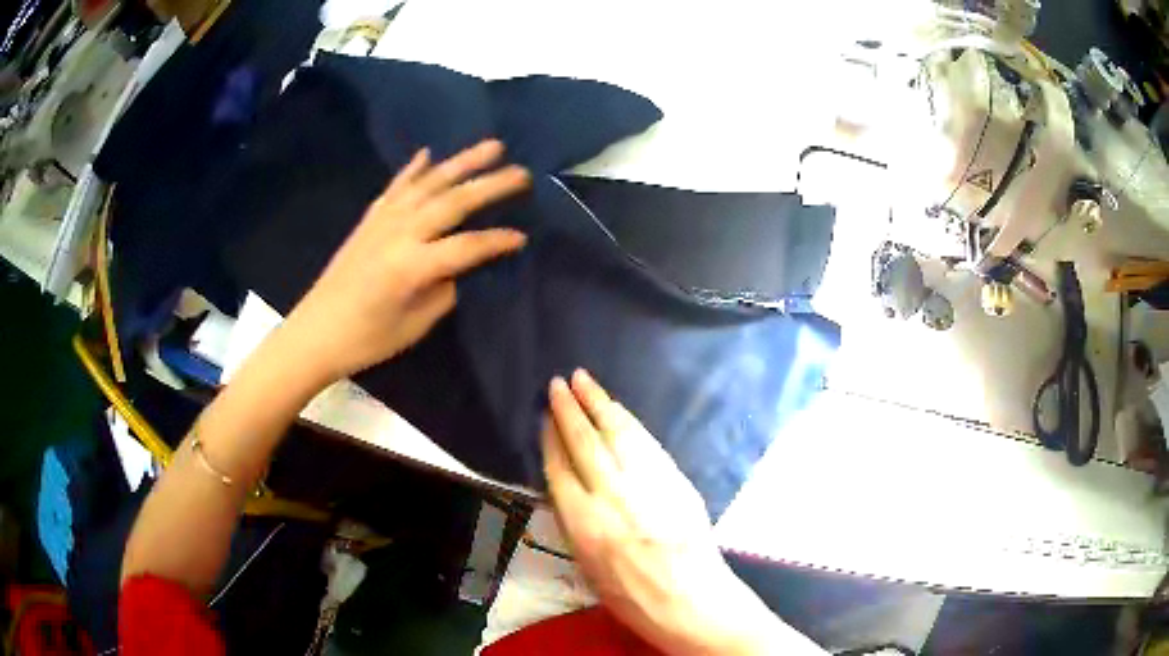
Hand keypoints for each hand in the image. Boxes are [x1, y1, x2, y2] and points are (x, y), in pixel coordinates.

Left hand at [282, 140, 528, 386]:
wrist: (315, 332)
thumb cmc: (367, 339)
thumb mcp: (415, 324)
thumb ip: (444, 289)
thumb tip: (460, 265)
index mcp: (413, 265)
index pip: (467, 246)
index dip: (497, 242)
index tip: (523, 237)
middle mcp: (399, 233)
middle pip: (453, 201)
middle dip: (491, 185)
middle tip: (523, 173)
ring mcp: (382, 221)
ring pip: (428, 183)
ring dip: (461, 162)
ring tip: (492, 146)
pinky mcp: (369, 219)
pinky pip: (396, 187)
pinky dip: (413, 169)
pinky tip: (428, 154)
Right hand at [543, 370, 819, 654]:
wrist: (690, 600)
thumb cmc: (632, 598)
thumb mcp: (587, 567)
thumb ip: (577, 523)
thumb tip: (571, 489)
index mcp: (582, 524)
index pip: (559, 469)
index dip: (550, 439)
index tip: (544, 418)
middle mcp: (611, 496)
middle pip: (584, 442)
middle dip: (568, 410)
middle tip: (558, 384)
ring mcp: (646, 484)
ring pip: (616, 434)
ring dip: (598, 404)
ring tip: (584, 381)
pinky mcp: (674, 480)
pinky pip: (647, 443)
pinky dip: (630, 423)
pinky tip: (620, 411)